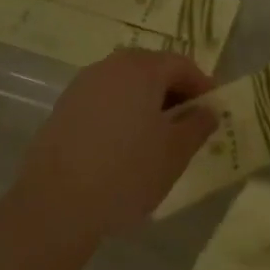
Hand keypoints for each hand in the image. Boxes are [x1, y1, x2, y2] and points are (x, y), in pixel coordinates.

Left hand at [5, 50, 215, 246]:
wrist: (55, 205)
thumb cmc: (127, 172)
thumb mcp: (176, 152)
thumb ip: (197, 125)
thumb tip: (207, 111)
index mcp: (141, 69)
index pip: (181, 65)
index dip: (202, 85)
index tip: (214, 111)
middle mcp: (109, 67)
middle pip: (151, 69)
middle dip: (174, 91)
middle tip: (189, 122)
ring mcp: (82, 87)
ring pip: (125, 85)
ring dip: (147, 102)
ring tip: (158, 136)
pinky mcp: (63, 109)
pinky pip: (104, 101)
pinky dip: (122, 113)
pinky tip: (125, 145)